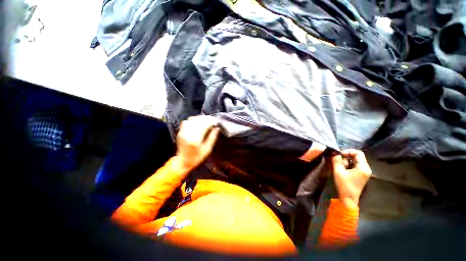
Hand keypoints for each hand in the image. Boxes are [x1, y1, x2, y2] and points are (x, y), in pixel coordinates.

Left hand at [175, 116, 220, 171]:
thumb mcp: (207, 150)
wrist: (182, 162)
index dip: (212, 121)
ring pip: (193, 119)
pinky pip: (187, 121)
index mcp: (195, 139)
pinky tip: (199, 122)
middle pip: (198, 120)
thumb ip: (212, 137)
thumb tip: (217, 128)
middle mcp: (188, 133)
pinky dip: (194, 119)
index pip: (204, 125)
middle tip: (213, 120)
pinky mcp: (181, 131)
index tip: (217, 121)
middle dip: (207, 118)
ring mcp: (183, 131)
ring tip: (207, 120)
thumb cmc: (197, 158)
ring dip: (201, 118)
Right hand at [331, 149, 371, 208]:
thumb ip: (337, 160)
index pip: (358, 153)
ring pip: (355, 161)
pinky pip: (354, 165)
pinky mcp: (360, 175)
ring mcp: (364, 172)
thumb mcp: (338, 171)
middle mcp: (366, 168)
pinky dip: (347, 165)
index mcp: (363, 167)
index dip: (348, 151)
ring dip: (346, 161)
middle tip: (338, 161)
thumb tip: (334, 152)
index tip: (339, 155)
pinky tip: (342, 169)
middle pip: (357, 156)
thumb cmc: (344, 185)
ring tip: (339, 166)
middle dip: (346, 157)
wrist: (348, 199)